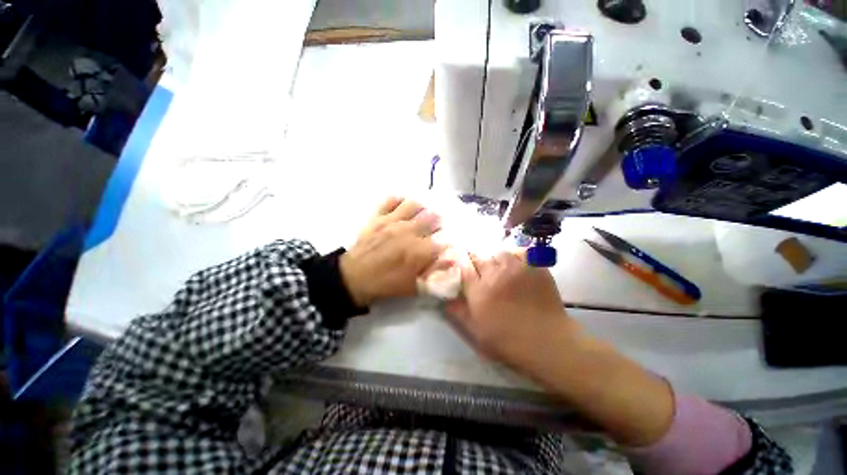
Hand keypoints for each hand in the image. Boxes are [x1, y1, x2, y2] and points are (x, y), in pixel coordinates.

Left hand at [340, 197, 444, 306]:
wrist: (353, 277)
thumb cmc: (385, 284)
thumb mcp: (412, 287)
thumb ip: (433, 273)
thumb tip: (451, 261)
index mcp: (418, 251)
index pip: (443, 240)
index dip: (447, 242)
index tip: (445, 245)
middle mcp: (408, 232)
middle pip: (432, 218)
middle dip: (438, 223)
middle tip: (436, 229)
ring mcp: (392, 221)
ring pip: (414, 205)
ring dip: (423, 208)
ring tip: (422, 214)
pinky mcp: (378, 217)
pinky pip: (391, 200)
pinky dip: (399, 200)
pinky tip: (403, 205)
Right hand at [446, 251, 579, 374]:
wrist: (548, 342)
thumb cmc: (508, 340)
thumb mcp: (476, 333)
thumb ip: (458, 313)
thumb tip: (445, 299)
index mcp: (479, 290)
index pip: (464, 266)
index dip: (460, 260)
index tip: (459, 259)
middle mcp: (496, 274)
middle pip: (480, 256)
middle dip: (476, 259)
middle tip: (480, 267)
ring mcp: (517, 268)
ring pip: (499, 252)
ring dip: (496, 258)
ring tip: (499, 267)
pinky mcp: (535, 267)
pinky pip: (520, 253)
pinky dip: (515, 257)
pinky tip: (517, 266)